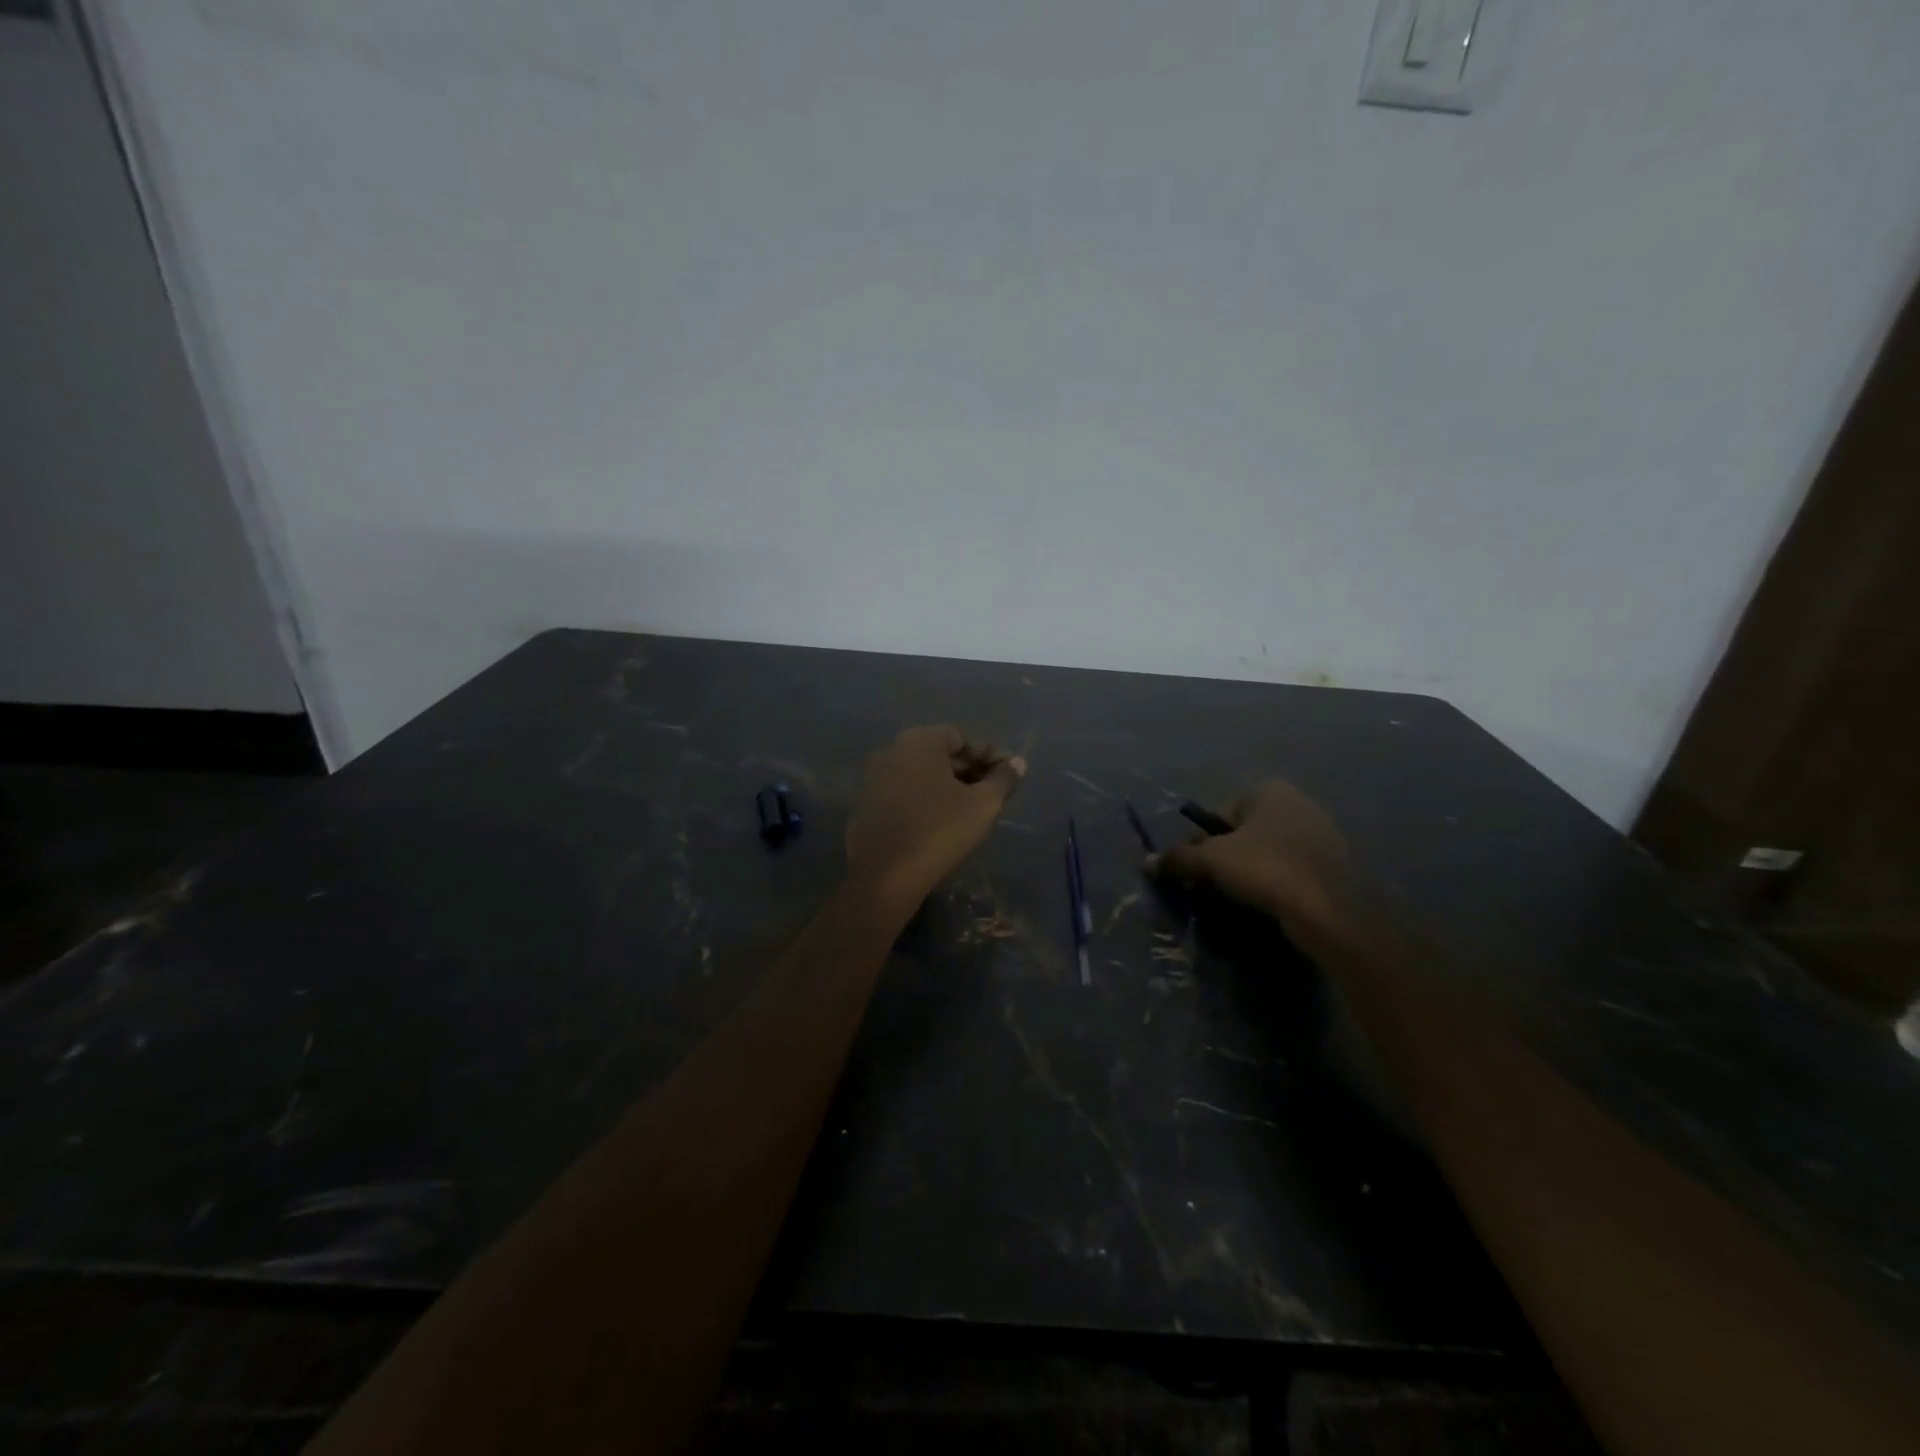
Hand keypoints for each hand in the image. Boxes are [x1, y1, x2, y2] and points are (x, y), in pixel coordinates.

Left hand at [846, 726, 1025, 906]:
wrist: (885, 875)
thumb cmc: (939, 830)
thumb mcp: (983, 805)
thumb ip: (1003, 779)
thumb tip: (1018, 763)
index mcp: (919, 741)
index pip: (962, 738)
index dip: (989, 755)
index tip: (1009, 775)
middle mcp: (892, 751)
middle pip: (939, 754)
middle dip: (970, 770)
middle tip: (994, 792)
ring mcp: (875, 778)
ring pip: (921, 775)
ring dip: (948, 786)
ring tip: (973, 809)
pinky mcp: (867, 805)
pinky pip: (904, 793)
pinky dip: (926, 800)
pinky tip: (943, 822)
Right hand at [1146, 781, 1349, 940]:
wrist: (1334, 913)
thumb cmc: (1268, 870)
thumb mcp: (1212, 861)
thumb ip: (1178, 858)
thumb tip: (1148, 862)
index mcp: (1270, 790)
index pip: (1220, 813)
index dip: (1201, 842)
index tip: (1194, 870)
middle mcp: (1299, 804)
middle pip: (1243, 832)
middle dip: (1225, 857)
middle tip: (1212, 886)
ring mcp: (1322, 836)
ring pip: (1268, 853)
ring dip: (1250, 873)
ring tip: (1239, 900)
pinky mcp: (1336, 868)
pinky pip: (1292, 872)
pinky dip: (1277, 886)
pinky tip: (1270, 906)